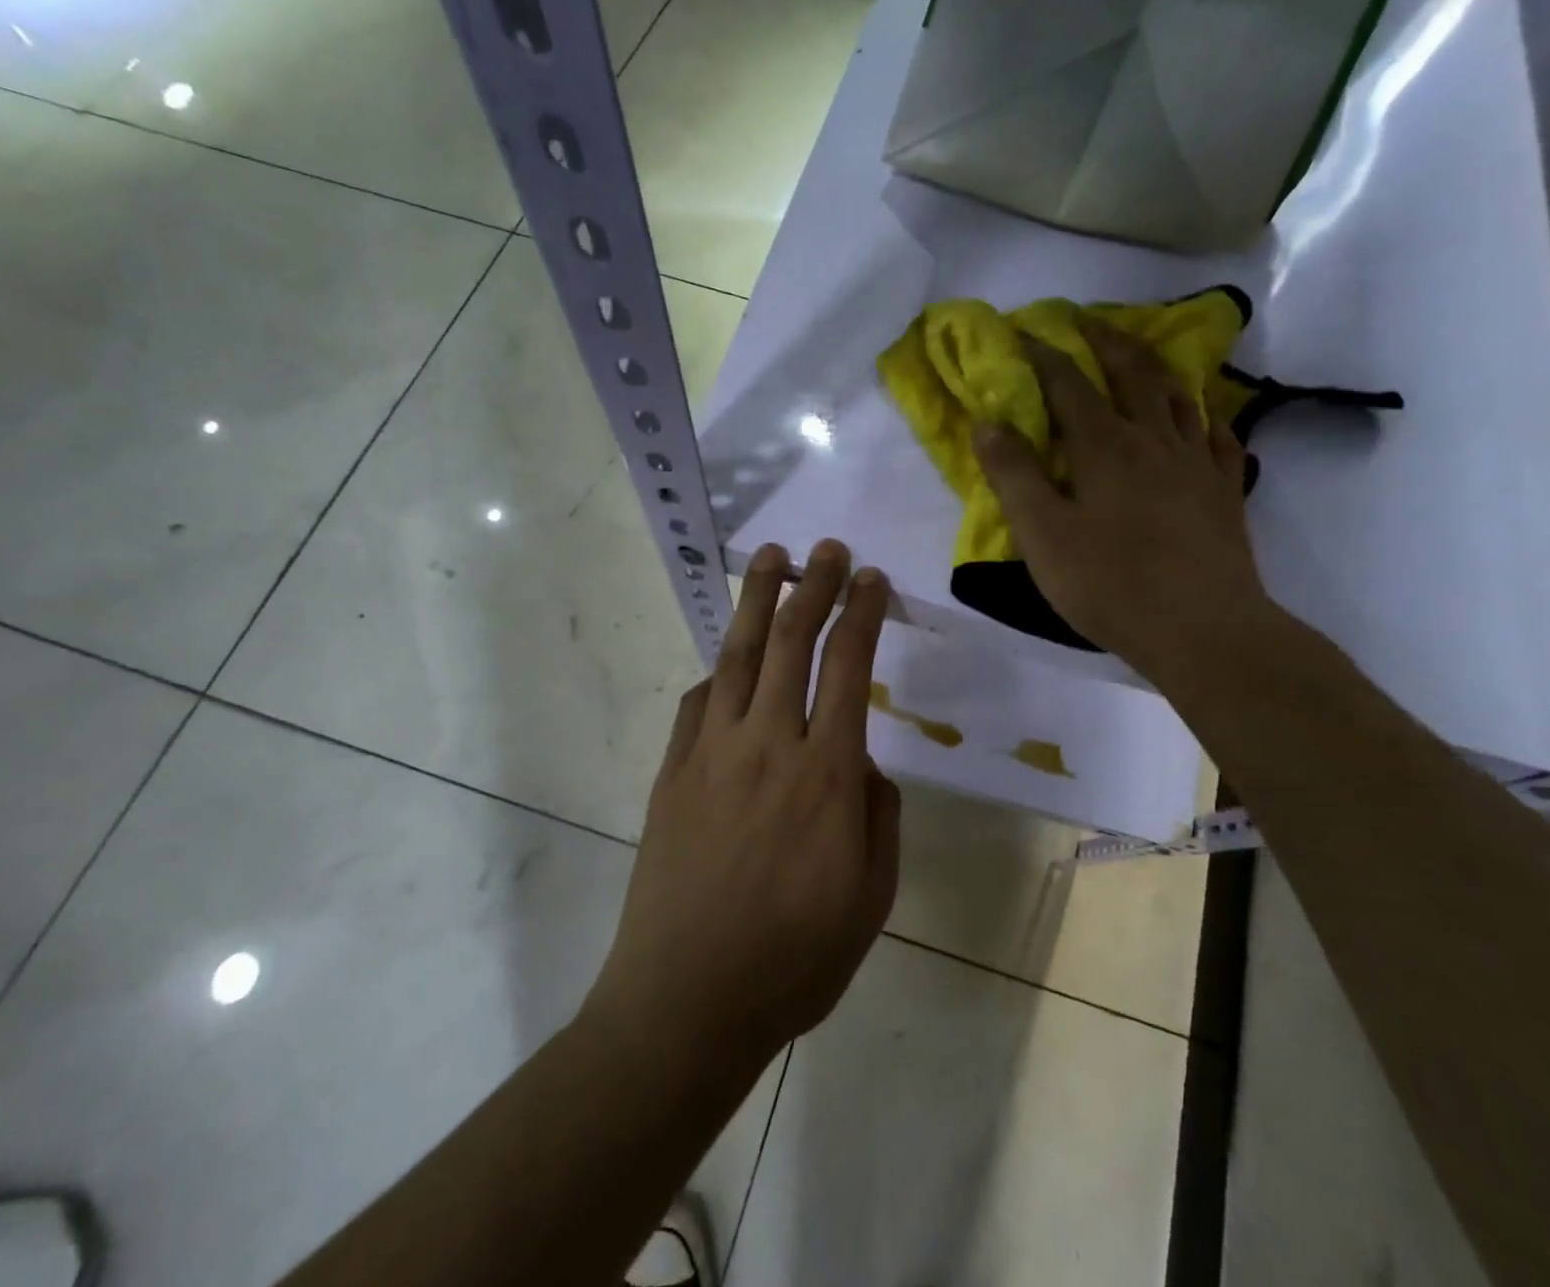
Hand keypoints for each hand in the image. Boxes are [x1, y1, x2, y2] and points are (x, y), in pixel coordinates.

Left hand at [584, 539, 899, 1070]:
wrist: (686, 1002)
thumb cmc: (794, 959)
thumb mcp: (871, 896)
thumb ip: (877, 815)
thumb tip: (860, 763)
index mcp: (825, 774)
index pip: (848, 668)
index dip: (861, 614)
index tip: (870, 579)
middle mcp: (768, 746)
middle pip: (792, 643)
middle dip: (813, 586)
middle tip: (826, 548)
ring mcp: (711, 754)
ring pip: (739, 657)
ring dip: (758, 602)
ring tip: (771, 558)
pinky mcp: (672, 773)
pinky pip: (696, 704)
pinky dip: (717, 673)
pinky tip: (726, 662)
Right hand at [974, 317, 1278, 695]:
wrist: (1202, 629)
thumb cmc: (1109, 584)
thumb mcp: (1042, 535)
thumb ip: (1014, 475)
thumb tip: (987, 422)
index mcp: (1104, 446)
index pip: (1067, 383)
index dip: (1042, 353)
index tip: (1021, 331)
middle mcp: (1154, 438)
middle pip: (1132, 371)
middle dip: (1104, 340)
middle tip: (1084, 321)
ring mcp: (1197, 462)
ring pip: (1178, 395)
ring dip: (1153, 367)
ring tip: (1138, 357)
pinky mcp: (1225, 491)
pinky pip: (1217, 436)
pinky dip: (1203, 416)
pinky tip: (1199, 419)